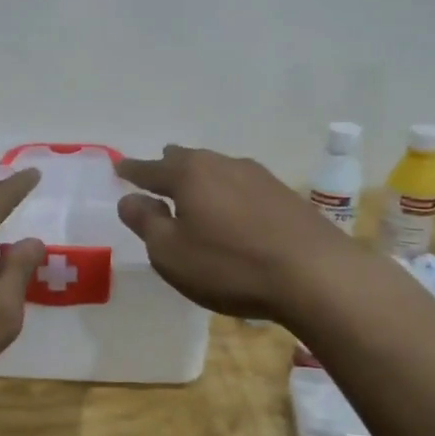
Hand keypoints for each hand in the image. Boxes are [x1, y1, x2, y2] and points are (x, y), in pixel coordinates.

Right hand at [115, 145, 354, 324]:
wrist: (315, 275)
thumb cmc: (229, 266)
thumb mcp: (171, 253)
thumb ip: (146, 222)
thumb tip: (129, 199)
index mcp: (189, 174)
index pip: (151, 169)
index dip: (132, 171)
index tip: (119, 168)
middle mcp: (223, 164)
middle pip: (188, 160)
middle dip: (168, 167)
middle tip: (156, 175)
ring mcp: (258, 177)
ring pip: (218, 170)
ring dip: (201, 179)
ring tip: (194, 192)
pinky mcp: (284, 195)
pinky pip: (242, 186)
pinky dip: (227, 193)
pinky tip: (232, 210)